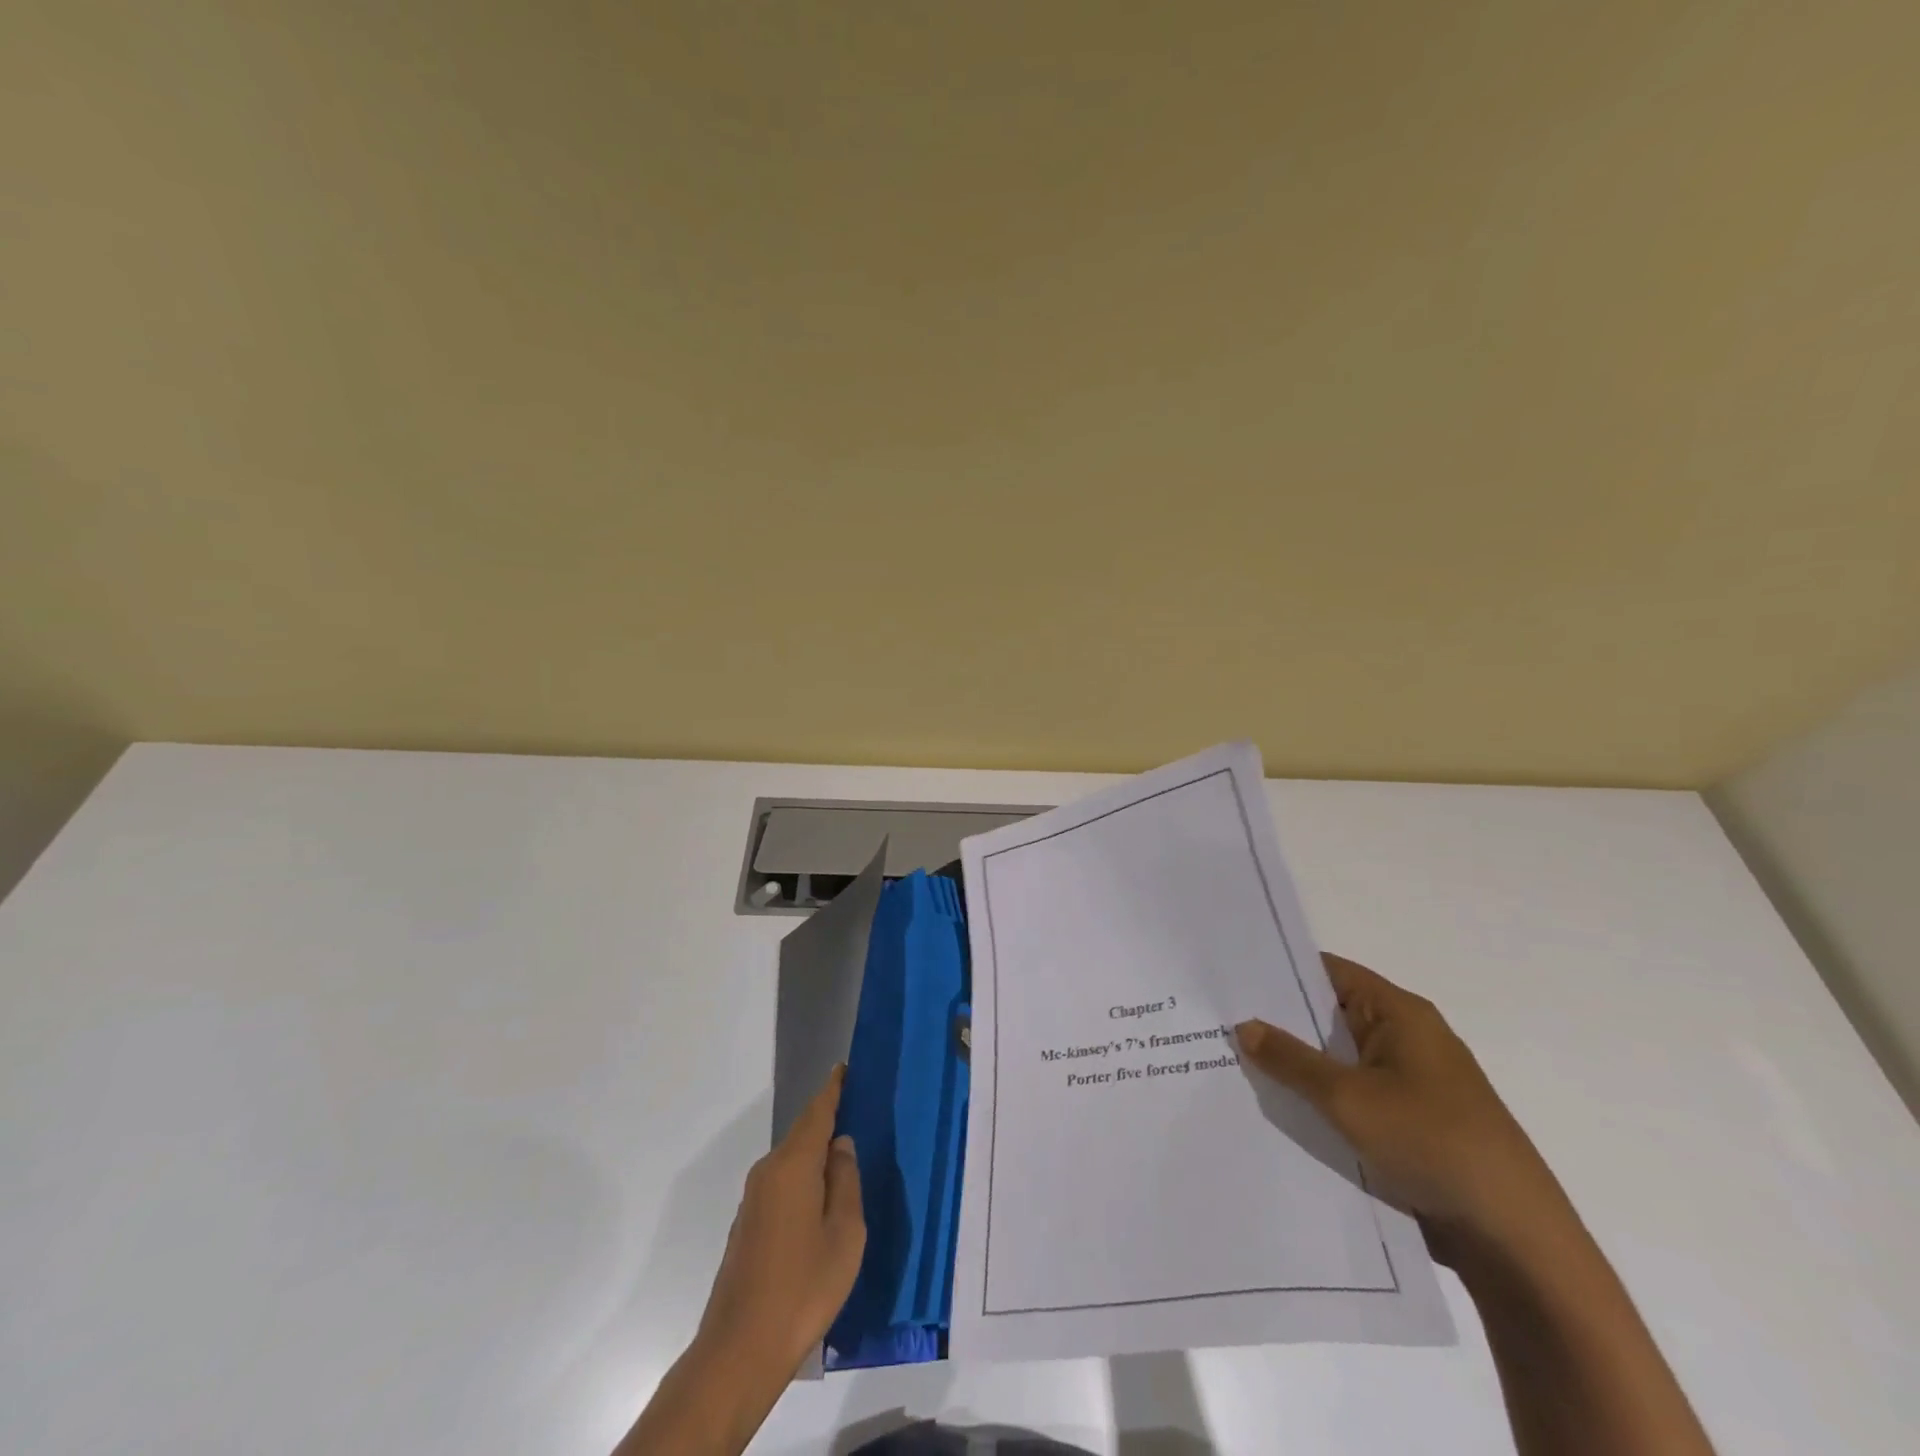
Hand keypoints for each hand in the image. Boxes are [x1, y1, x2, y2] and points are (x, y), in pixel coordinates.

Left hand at [617, 1068, 864, 1455]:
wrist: (739, 1351)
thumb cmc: (803, 1288)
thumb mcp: (844, 1234)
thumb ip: (846, 1182)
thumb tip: (841, 1146)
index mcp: (793, 1166)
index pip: (817, 1113)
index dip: (832, 1089)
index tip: (845, 1068)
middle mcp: (768, 1172)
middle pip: (803, 1135)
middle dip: (828, 1122)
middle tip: (859, 1114)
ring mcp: (754, 1199)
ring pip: (793, 1163)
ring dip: (817, 1156)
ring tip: (847, 1160)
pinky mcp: (748, 1225)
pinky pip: (783, 1185)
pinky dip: (805, 1181)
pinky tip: (822, 1201)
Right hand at [1237, 954, 1567, 1257]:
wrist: (1515, 1241)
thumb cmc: (1432, 1143)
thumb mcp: (1348, 1098)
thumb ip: (1291, 1059)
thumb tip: (1245, 1025)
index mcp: (1399, 1014)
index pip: (1328, 972)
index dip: (1280, 971)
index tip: (1231, 978)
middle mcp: (1406, 1038)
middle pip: (1330, 1016)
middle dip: (1280, 1023)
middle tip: (1219, 1023)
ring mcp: (1411, 1083)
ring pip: (1339, 1061)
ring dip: (1299, 1067)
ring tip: (1236, 1065)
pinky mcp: (1412, 1124)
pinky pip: (1354, 1097)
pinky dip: (1321, 1100)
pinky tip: (1280, 1111)